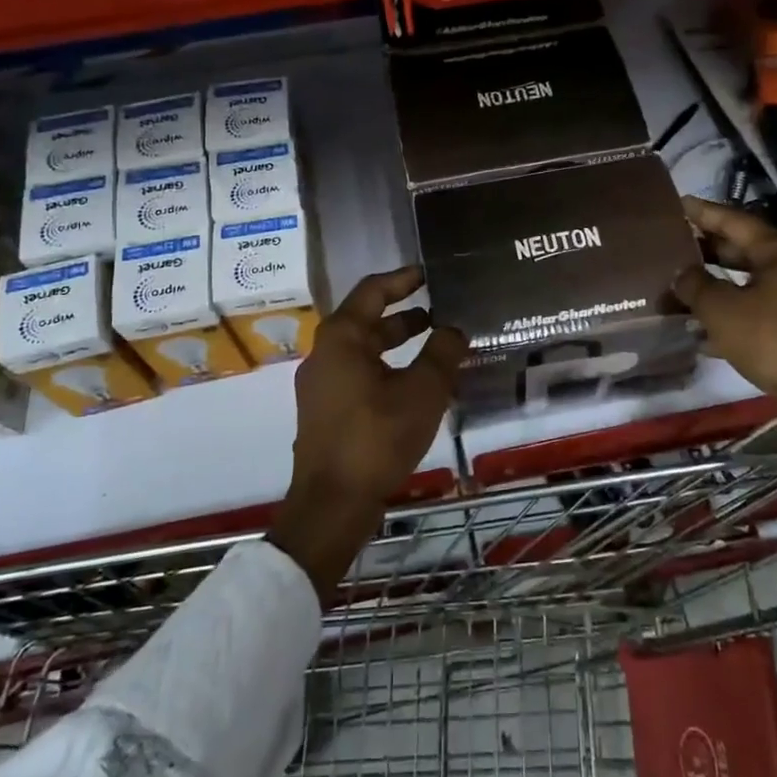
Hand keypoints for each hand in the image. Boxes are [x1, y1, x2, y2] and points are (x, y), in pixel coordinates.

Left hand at [269, 266, 465, 595]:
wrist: (332, 502)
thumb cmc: (377, 437)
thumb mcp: (422, 392)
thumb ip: (442, 354)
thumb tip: (454, 329)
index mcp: (341, 339)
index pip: (372, 292)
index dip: (402, 279)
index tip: (428, 273)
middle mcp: (325, 355)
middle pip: (367, 322)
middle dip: (405, 316)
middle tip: (441, 313)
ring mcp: (321, 386)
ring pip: (364, 352)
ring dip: (398, 346)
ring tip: (436, 348)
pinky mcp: (326, 412)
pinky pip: (360, 376)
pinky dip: (388, 370)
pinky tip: (416, 387)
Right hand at [672, 198, 776, 510]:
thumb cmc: (775, 339)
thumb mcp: (722, 310)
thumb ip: (696, 286)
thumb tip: (682, 273)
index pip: (736, 221)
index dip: (705, 213)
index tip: (679, 205)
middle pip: (747, 253)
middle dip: (711, 252)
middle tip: (676, 248)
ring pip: (754, 287)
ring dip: (721, 288)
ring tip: (685, 290)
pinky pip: (763, 315)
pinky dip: (736, 317)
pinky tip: (708, 333)